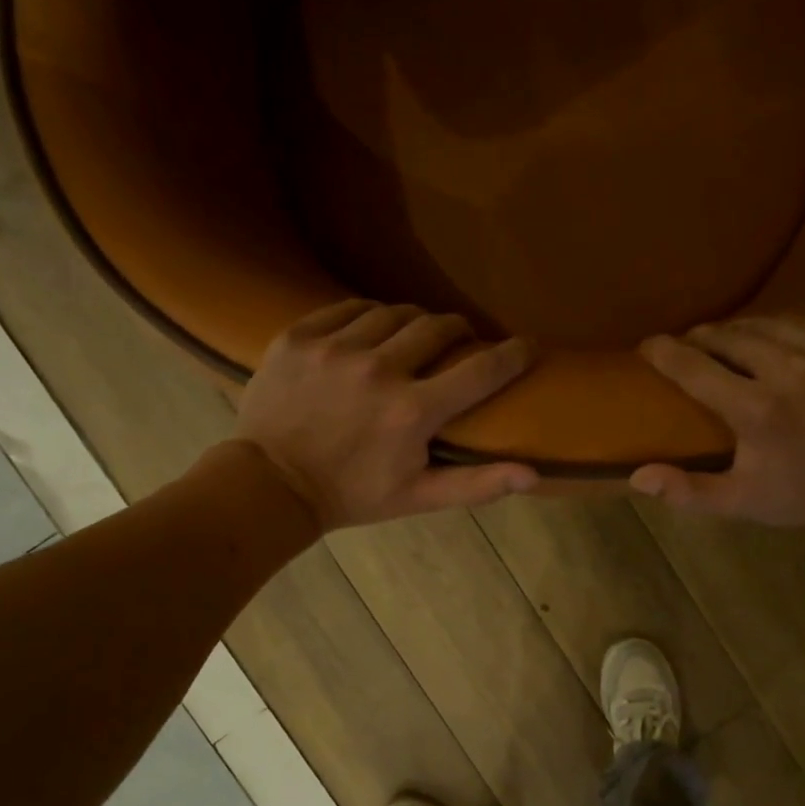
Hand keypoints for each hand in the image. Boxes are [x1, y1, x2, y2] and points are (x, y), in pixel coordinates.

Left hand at [234, 300, 538, 529]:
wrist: (271, 485)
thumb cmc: (352, 495)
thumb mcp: (418, 497)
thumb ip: (477, 484)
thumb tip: (533, 475)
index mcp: (413, 411)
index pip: (481, 371)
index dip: (513, 354)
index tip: (527, 346)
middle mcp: (379, 370)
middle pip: (438, 327)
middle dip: (458, 331)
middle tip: (460, 342)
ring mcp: (335, 349)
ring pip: (393, 313)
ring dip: (413, 322)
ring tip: (413, 336)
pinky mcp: (300, 337)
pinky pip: (348, 308)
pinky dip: (368, 316)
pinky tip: (370, 332)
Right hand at [631, 316, 804, 527]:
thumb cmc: (799, 494)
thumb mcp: (739, 501)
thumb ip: (686, 491)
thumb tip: (637, 477)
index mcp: (758, 410)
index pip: (696, 368)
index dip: (665, 353)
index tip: (648, 345)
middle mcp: (792, 370)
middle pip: (731, 336)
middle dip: (704, 339)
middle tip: (690, 347)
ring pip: (769, 323)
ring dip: (742, 331)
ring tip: (728, 342)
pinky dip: (785, 330)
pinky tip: (777, 344)